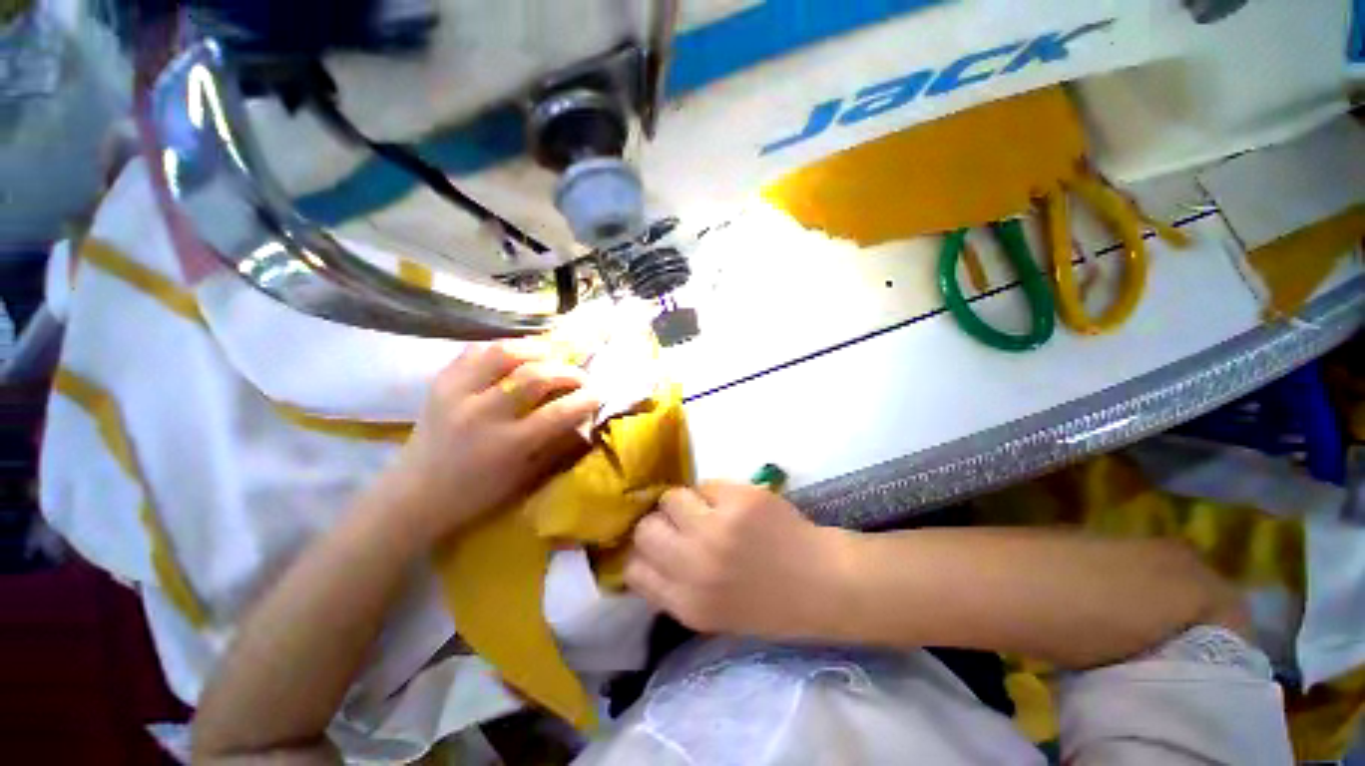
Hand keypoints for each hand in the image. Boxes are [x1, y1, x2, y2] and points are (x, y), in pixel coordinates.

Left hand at [382, 340, 600, 539]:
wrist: (414, 494)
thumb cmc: (477, 493)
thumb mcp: (524, 476)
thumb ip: (555, 443)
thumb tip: (582, 417)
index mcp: (507, 445)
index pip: (559, 412)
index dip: (586, 399)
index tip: (598, 393)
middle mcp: (482, 414)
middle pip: (535, 375)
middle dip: (567, 371)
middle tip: (579, 375)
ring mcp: (457, 393)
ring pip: (503, 352)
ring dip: (535, 349)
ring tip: (550, 355)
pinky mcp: (440, 382)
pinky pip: (475, 350)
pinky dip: (502, 347)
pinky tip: (516, 355)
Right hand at [625, 482, 849, 639]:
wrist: (822, 583)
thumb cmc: (768, 603)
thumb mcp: (711, 614)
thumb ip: (674, 588)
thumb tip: (644, 554)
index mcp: (688, 604)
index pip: (634, 570)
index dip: (642, 554)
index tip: (655, 547)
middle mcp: (696, 565)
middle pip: (646, 529)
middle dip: (659, 524)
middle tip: (680, 524)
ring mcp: (718, 528)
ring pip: (671, 498)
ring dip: (684, 502)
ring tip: (706, 510)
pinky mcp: (739, 498)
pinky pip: (705, 484)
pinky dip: (713, 492)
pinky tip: (733, 505)